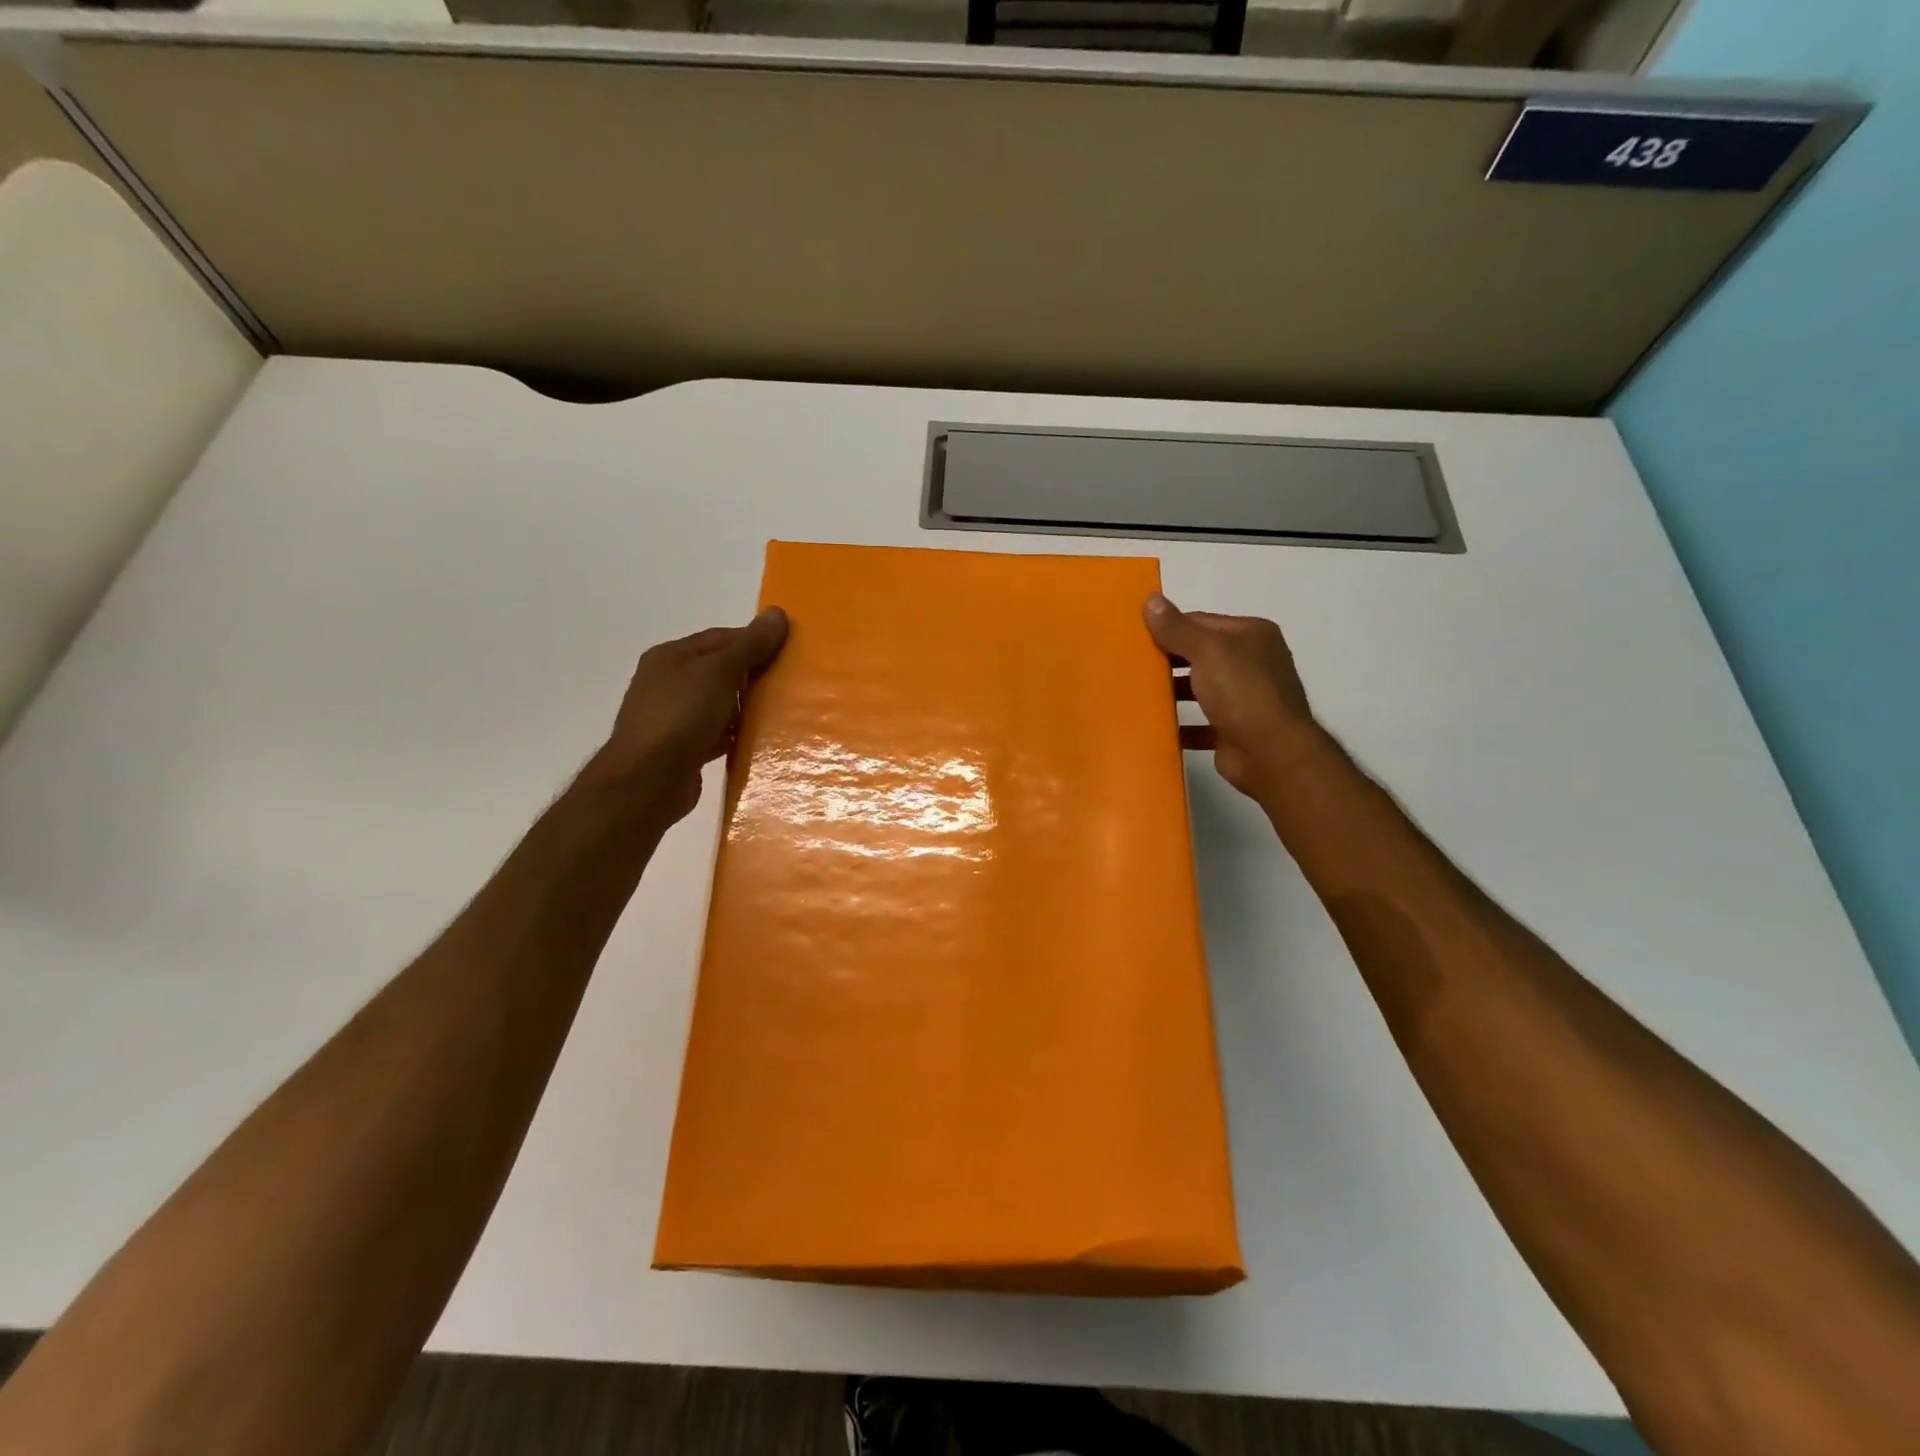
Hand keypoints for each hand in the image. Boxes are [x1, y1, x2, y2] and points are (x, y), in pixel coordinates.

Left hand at [588, 609, 788, 824]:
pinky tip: (759, 742)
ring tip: (781, 713)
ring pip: (719, 705)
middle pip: (720, 671)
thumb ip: (750, 644)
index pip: (720, 638)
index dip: (754, 642)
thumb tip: (778, 613)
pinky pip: (716, 735)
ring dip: (746, 709)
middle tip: (789, 683)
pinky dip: (736, 736)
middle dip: (753, 676)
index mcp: (671, 656)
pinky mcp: (682, 749)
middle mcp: (667, 683)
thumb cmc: (681, 715)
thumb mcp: (719, 671)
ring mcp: (672, 718)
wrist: (648, 780)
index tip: (788, 652)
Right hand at [1144, 593, 1321, 801]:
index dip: (1169, 627)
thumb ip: (1177, 628)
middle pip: (1200, 655)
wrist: (1271, 754)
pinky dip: (1180, 724)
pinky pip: (1201, 723)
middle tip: (1131, 665)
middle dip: (1168, 660)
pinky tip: (1154, 725)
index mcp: (1251, 635)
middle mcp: (1252, 662)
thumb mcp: (1207, 651)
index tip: (1135, 637)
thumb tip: (1151, 599)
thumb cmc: (1242, 692)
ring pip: (1200, 689)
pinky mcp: (1235, 730)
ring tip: (1136, 694)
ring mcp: (1245, 698)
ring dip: (1172, 692)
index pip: (1201, 622)